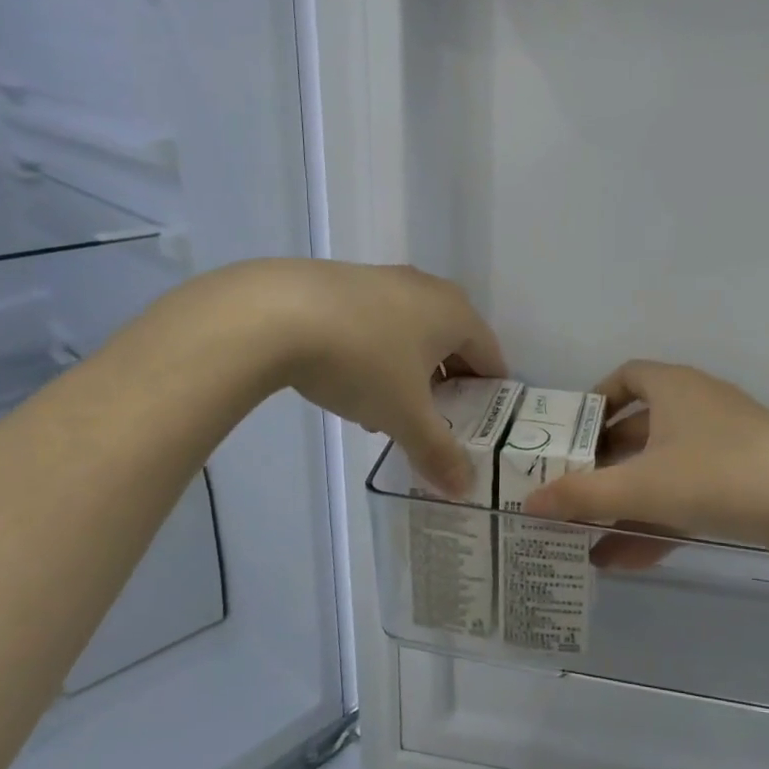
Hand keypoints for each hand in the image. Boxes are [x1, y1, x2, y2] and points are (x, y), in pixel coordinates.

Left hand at [247, 261, 505, 496]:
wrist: (276, 313)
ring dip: (410, 374)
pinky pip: (379, 324)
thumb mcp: (404, 416)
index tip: (480, 429)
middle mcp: (428, 289)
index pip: (491, 357)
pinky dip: (378, 355)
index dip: (491, 396)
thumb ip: (438, 452)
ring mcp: (385, 280)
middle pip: (452, 345)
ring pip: (413, 335)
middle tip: (436, 425)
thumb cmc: (362, 362)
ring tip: (388, 414)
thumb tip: (464, 488)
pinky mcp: (346, 282)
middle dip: (447, 388)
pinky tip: (351, 384)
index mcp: (456, 314)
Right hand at [521, 361, 768, 553]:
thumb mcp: (641, 487)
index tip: (571, 435)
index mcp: (673, 387)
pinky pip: (688, 492)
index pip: (625, 376)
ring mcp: (725, 442)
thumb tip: (528, 502)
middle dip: (604, 467)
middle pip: (639, 430)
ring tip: (590, 542)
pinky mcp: (746, 477)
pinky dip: (659, 518)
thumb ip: (582, 495)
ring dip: (627, 503)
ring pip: (663, 469)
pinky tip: (630, 559)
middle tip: (572, 495)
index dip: (594, 402)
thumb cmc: (716, 476)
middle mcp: (699, 405)